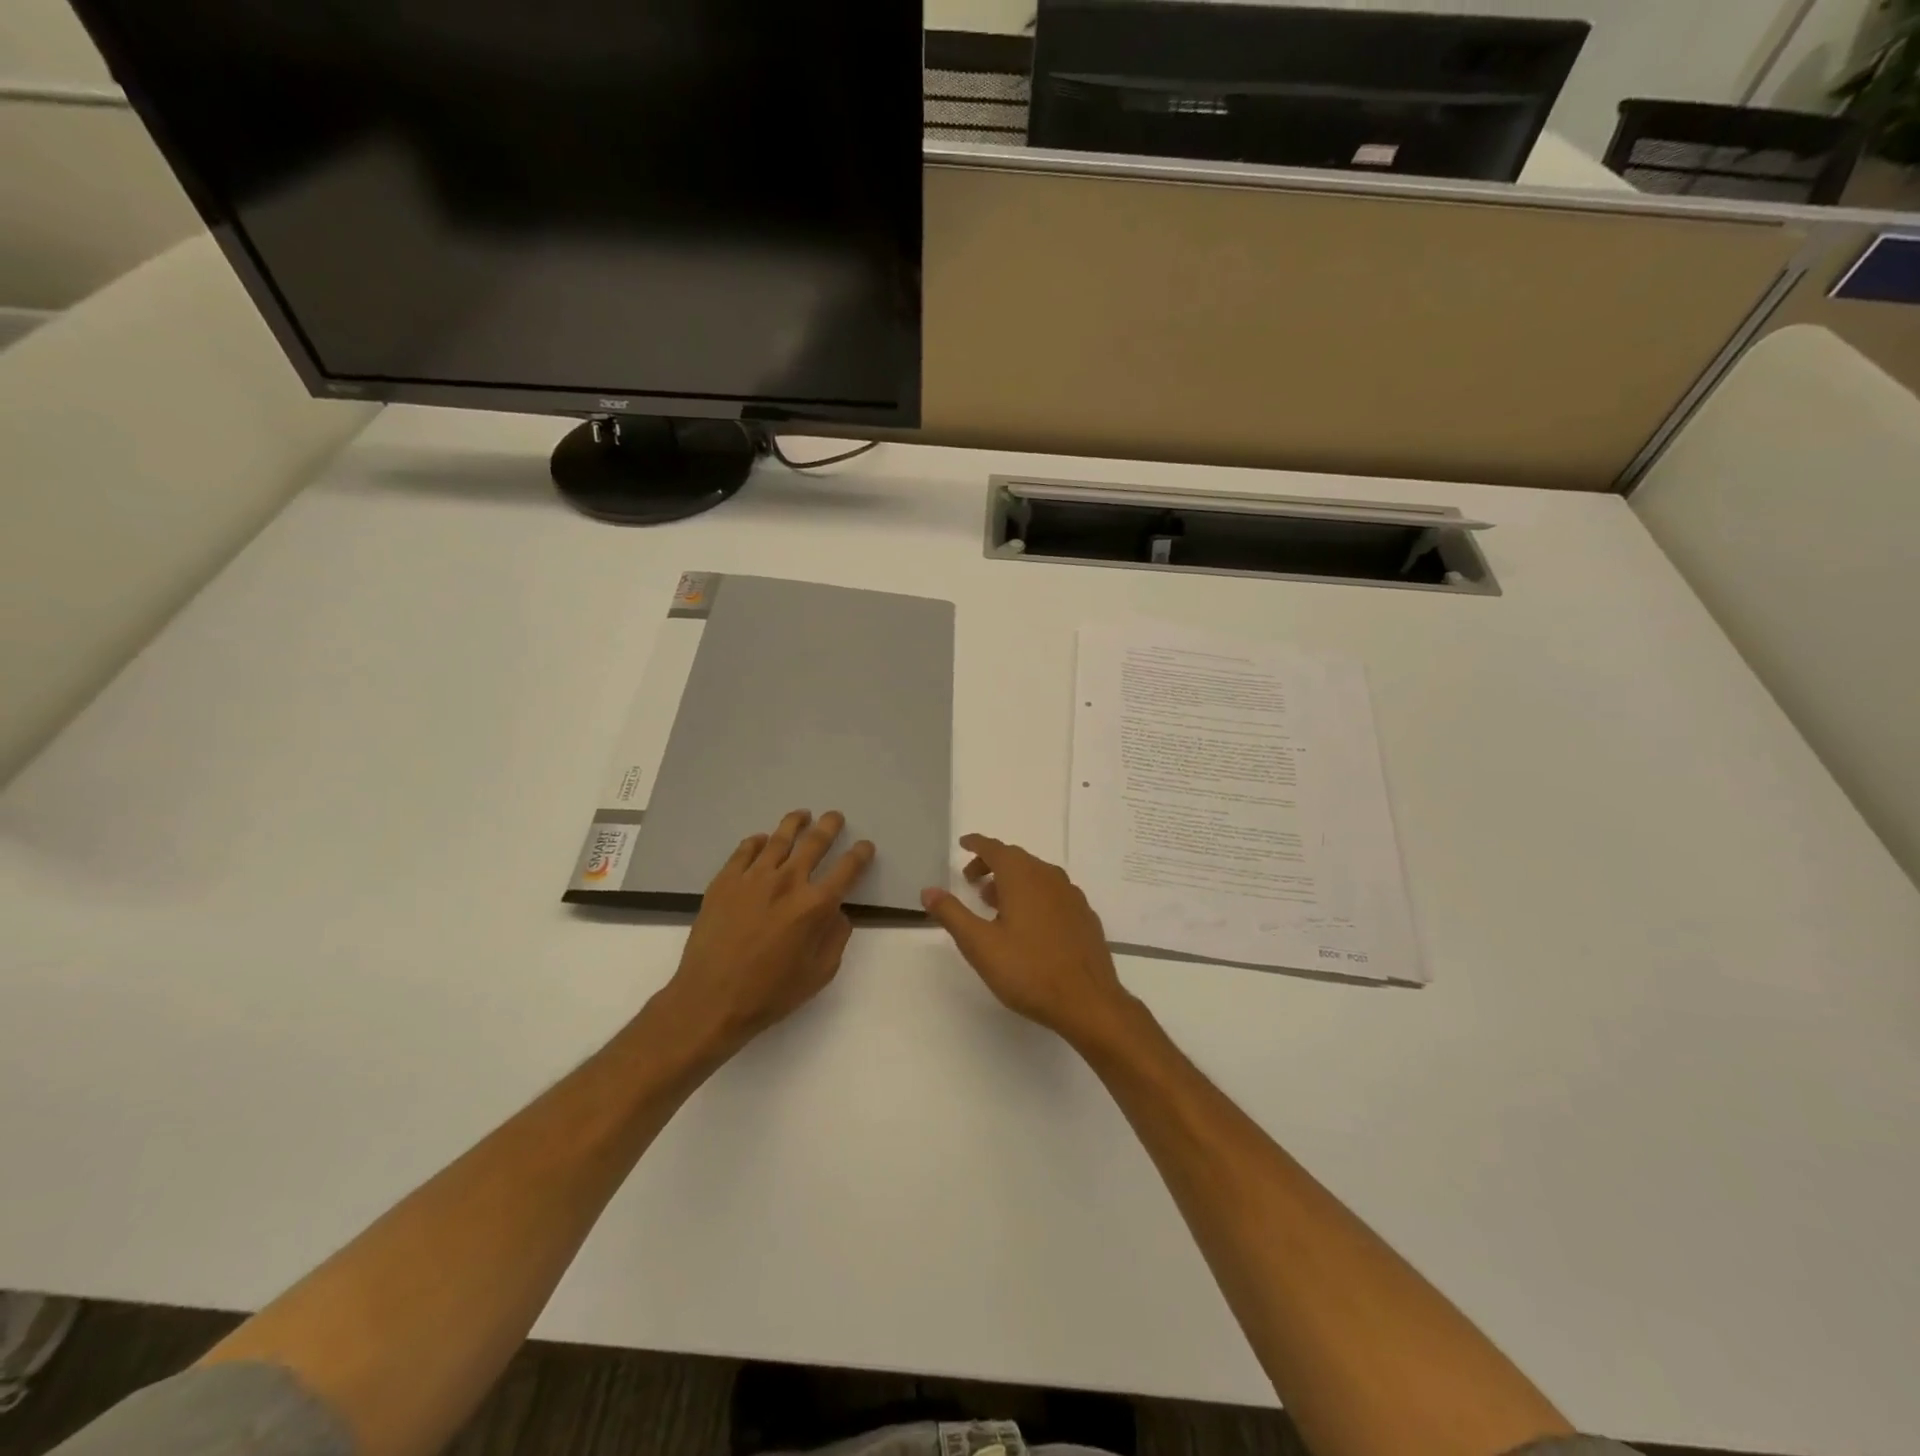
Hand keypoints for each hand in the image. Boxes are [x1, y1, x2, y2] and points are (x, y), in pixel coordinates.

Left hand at [655, 810, 874, 1059]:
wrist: (710, 999)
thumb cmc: (770, 993)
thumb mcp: (820, 973)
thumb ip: (836, 938)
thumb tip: (837, 913)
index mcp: (816, 905)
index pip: (847, 869)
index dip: (860, 854)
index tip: (864, 846)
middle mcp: (788, 882)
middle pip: (815, 842)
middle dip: (829, 826)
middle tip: (834, 817)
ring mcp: (753, 878)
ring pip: (779, 838)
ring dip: (795, 823)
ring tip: (802, 815)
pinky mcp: (725, 881)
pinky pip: (745, 850)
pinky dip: (758, 841)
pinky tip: (762, 840)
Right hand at [921, 834, 1132, 1044]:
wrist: (1088, 1001)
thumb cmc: (1028, 970)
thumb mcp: (979, 945)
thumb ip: (952, 914)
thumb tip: (928, 890)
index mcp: (1022, 877)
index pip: (995, 849)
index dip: (976, 844)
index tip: (963, 844)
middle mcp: (1049, 877)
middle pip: (1016, 859)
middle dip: (991, 864)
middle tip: (971, 881)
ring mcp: (1071, 896)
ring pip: (1037, 876)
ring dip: (1013, 881)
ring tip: (995, 904)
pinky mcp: (1084, 916)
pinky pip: (1053, 893)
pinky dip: (1035, 896)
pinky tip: (1029, 923)